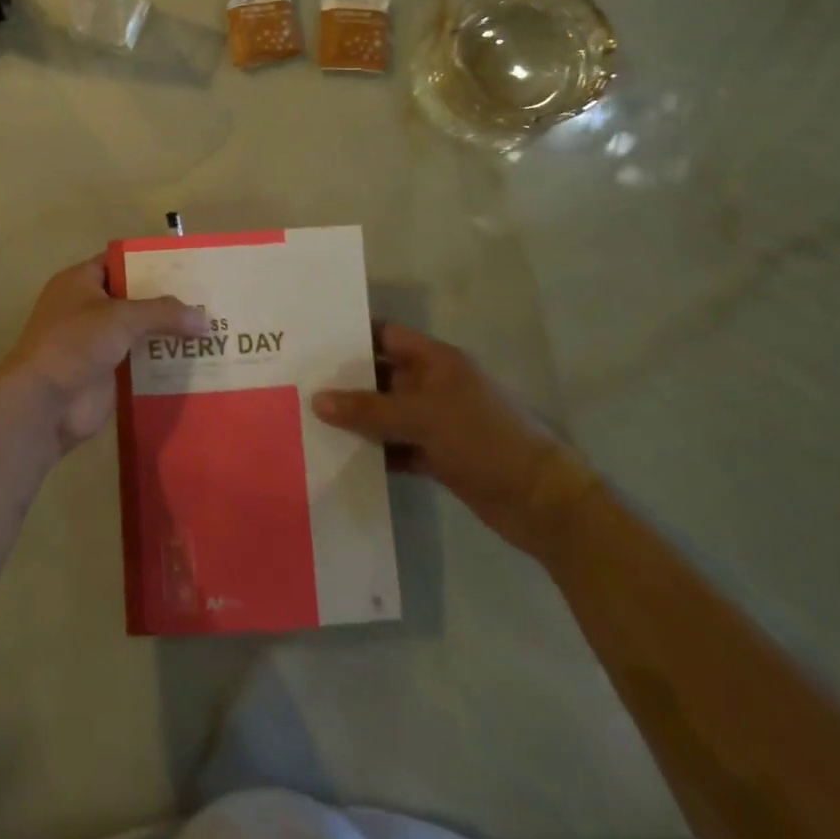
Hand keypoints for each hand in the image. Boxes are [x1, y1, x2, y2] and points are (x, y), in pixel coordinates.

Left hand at [0, 256, 207, 456]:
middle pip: (135, 297)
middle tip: (209, 299)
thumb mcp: (120, 317)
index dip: (151, 263)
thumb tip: (204, 319)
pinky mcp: (108, 372)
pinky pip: (141, 361)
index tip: (188, 266)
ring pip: (140, 331)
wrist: (45, 403)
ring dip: (169, 332)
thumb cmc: (75, 344)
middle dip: (168, 300)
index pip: (120, 262)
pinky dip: (163, 360)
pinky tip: (196, 360)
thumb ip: (163, 312)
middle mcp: (88, 307)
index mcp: (81, 282)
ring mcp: (98, 342)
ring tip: (212, 329)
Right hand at [313, 324, 596, 555]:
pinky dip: (374, 451)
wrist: (541, 502)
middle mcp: (432, 385)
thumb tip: (317, 400)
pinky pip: (396, 446)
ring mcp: (435, 422)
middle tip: (298, 383)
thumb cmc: (483, 439)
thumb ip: (368, 409)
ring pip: (385, 413)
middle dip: (345, 381)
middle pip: (380, 375)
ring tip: (308, 419)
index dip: (351, 337)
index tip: (311, 343)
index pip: (385, 336)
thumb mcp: (423, 417)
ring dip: (356, 420)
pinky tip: (340, 456)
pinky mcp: (437, 456)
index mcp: (435, 361)